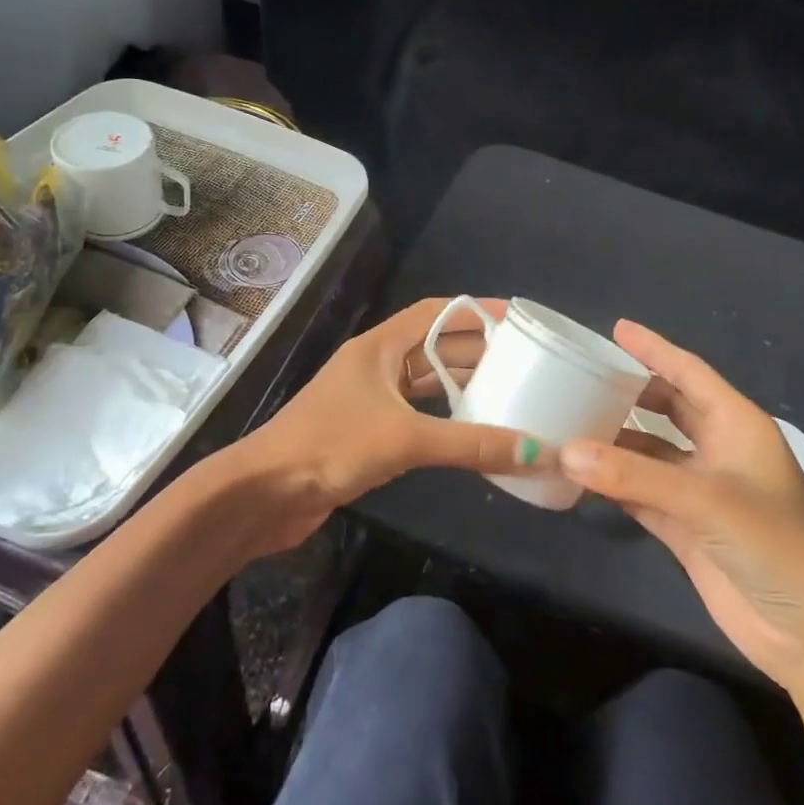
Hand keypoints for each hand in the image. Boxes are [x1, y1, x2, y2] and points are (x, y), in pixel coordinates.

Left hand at [235, 297, 552, 553]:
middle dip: (478, 350)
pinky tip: (473, 429)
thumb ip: (470, 444)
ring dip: (463, 384)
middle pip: (434, 346)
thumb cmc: (331, 446)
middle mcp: (375, 365)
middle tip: (526, 360)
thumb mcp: (405, 439)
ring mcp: (369, 399)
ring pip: (426, 382)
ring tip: (511, 391)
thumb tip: (537, 452)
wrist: (265, 493)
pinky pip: (417, 414)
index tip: (517, 319)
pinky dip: (446, 418)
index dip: (476, 311)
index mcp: (378, 347)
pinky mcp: (367, 432)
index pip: (435, 312)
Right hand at [562, 322, 803, 691]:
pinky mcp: (685, 527)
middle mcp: (718, 450)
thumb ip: (634, 476)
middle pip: (667, 408)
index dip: (654, 349)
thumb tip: (565, 451)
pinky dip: (611, 483)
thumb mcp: (706, 501)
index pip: (689, 373)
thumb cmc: (774, 546)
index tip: (616, 328)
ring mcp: (700, 490)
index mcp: (737, 426)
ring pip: (649, 453)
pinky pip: (639, 492)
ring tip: (567, 422)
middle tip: (581, 376)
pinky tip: (578, 474)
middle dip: (629, 392)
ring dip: (613, 442)